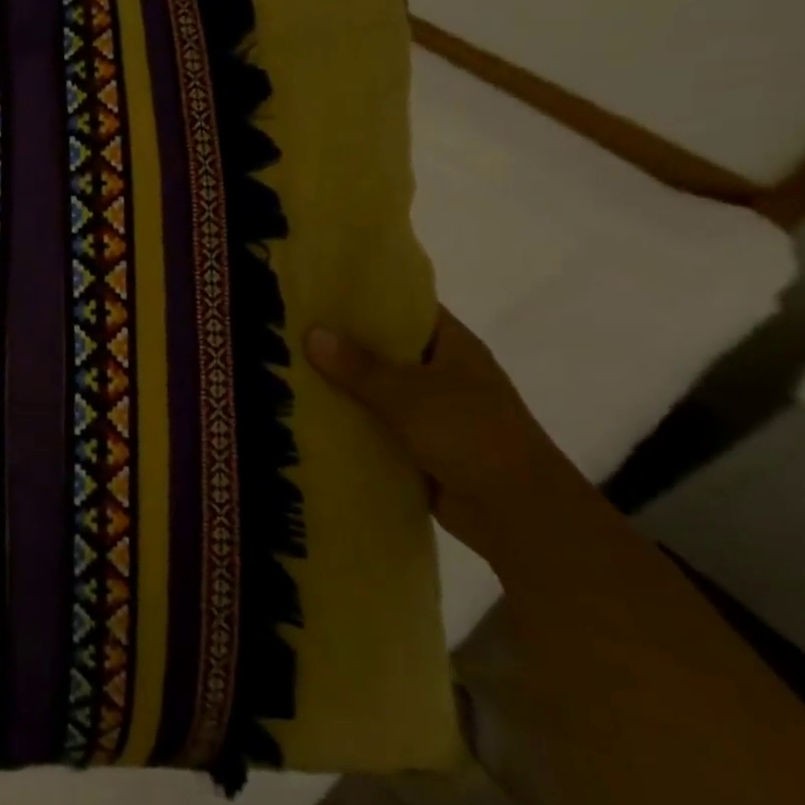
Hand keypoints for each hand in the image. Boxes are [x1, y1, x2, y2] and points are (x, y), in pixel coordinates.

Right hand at [304, 308, 599, 565]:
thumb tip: (312, 332)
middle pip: (385, 349)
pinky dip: (349, 422)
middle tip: (289, 331)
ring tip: (287, 371)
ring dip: (341, 386)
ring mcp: (432, 411)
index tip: (320, 292)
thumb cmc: (471, 436)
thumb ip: (359, 366)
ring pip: (376, 389)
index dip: (367, 298)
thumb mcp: (409, 394)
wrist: (517, 513)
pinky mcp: (419, 445)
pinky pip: (376, 425)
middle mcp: (443, 373)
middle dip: (342, 343)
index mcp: (454, 347)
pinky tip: (307, 417)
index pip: (407, 308)